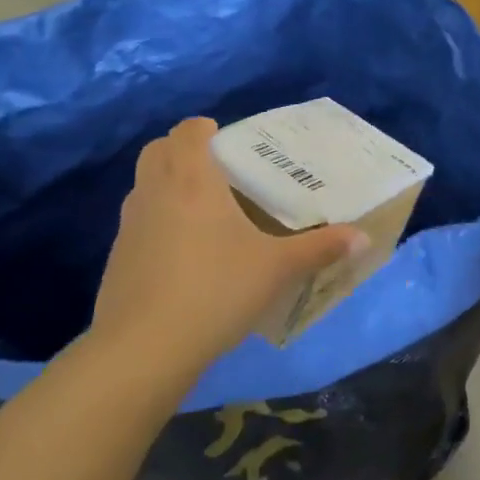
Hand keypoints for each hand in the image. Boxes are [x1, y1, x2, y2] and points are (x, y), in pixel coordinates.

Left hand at [92, 118, 366, 386]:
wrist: (143, 349)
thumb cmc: (215, 290)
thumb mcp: (276, 269)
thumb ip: (320, 248)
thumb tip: (363, 238)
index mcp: (192, 179)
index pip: (188, 131)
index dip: (205, 129)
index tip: (229, 143)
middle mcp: (155, 192)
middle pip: (158, 150)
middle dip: (182, 151)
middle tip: (217, 172)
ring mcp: (129, 225)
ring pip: (144, 186)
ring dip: (167, 186)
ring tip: (203, 213)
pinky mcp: (116, 259)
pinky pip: (137, 223)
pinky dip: (156, 224)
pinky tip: (182, 257)